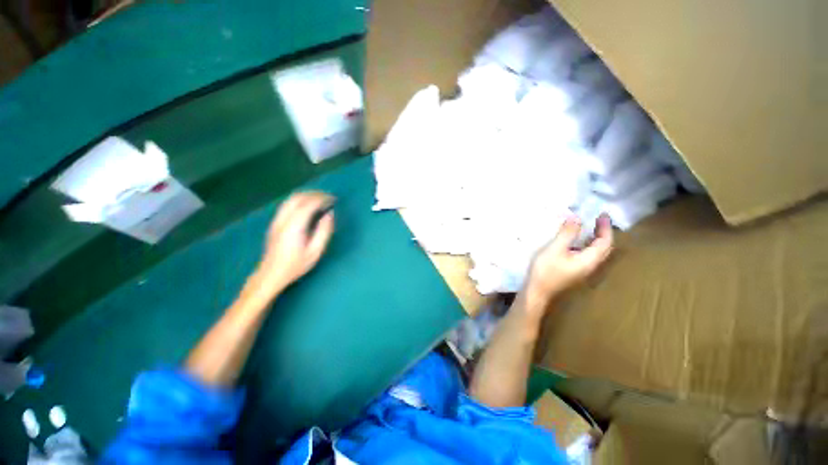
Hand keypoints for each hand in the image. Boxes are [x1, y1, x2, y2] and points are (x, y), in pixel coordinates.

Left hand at [254, 192, 334, 295]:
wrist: (271, 274)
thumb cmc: (296, 265)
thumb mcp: (315, 251)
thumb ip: (324, 231)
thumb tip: (329, 214)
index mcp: (294, 226)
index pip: (308, 204)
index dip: (322, 198)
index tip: (333, 199)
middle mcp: (283, 219)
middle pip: (298, 197)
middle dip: (314, 194)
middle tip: (328, 197)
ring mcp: (277, 220)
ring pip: (290, 199)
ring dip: (306, 195)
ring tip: (320, 199)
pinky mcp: (275, 223)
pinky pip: (287, 204)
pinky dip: (299, 200)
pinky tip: (307, 206)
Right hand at [524, 213, 613, 308]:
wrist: (537, 291)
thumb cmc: (546, 270)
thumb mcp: (555, 249)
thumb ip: (567, 233)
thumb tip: (577, 218)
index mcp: (589, 260)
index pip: (605, 242)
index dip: (605, 227)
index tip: (602, 214)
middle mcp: (590, 266)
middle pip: (604, 248)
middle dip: (603, 232)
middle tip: (597, 219)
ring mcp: (582, 270)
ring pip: (596, 252)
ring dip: (596, 239)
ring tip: (589, 227)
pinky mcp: (574, 272)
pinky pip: (587, 255)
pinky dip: (586, 245)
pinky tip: (575, 242)